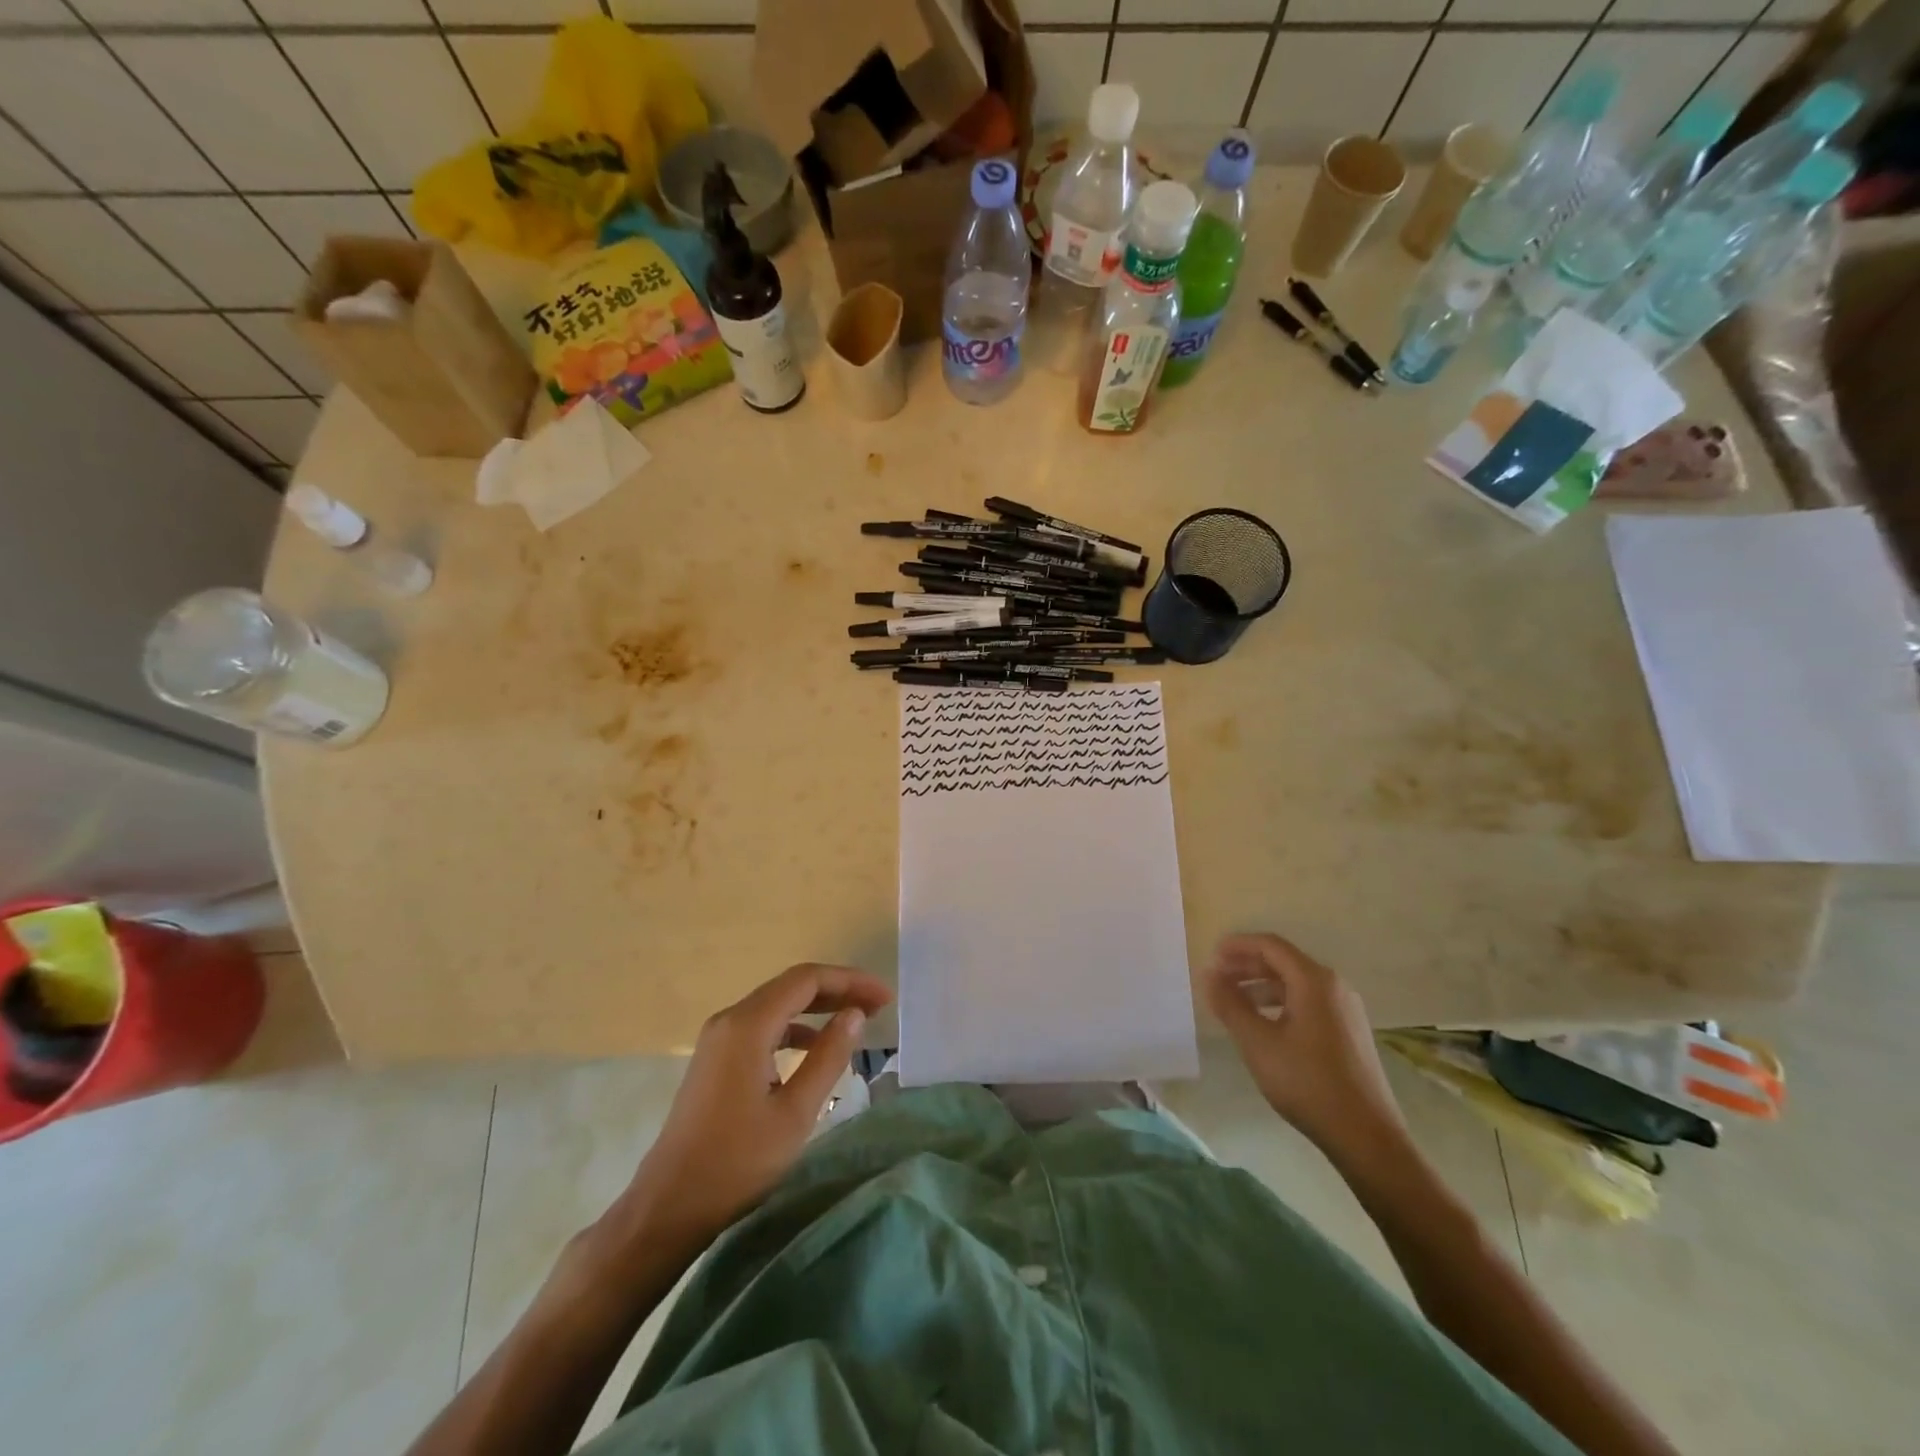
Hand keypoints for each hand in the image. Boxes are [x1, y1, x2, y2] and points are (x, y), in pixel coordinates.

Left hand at [615, 963, 892, 1252]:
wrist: (668, 1206)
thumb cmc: (736, 1162)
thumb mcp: (795, 1112)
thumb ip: (828, 1056)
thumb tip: (855, 1013)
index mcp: (748, 1025)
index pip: (807, 980)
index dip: (850, 981)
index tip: (885, 997)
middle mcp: (730, 1019)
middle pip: (792, 986)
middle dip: (838, 990)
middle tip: (878, 1006)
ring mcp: (719, 1038)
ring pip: (777, 1005)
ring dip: (818, 1008)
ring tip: (855, 1021)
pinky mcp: (716, 1058)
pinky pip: (763, 1026)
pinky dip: (795, 1028)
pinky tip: (815, 1048)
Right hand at [1203, 934, 1407, 1166]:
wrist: (1366, 1136)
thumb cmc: (1307, 1082)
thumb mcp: (1257, 1042)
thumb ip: (1230, 1004)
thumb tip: (1208, 974)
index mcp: (1314, 980)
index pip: (1270, 945)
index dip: (1236, 946)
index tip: (1209, 956)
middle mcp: (1334, 986)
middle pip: (1283, 962)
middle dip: (1246, 966)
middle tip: (1215, 978)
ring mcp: (1345, 1010)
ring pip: (1295, 984)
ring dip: (1260, 986)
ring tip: (1233, 1003)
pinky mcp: (1349, 1032)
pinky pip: (1307, 1003)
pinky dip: (1279, 1004)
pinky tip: (1263, 1025)